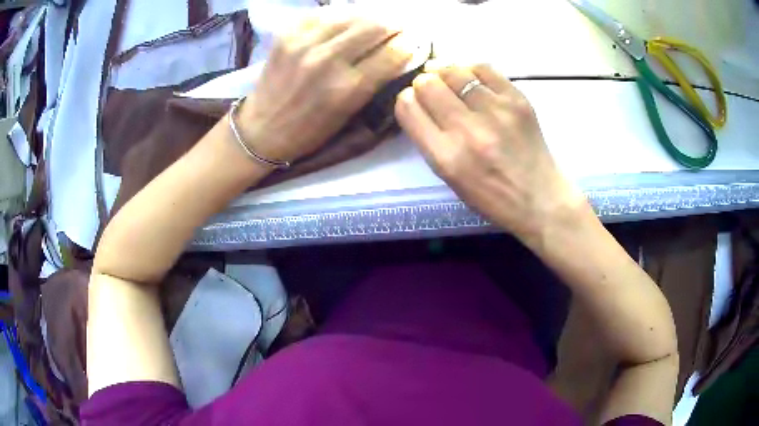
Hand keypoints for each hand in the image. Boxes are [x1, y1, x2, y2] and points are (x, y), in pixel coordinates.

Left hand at [237, 13, 412, 162]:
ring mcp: (304, 43)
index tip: (414, 40)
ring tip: (374, 22)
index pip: (393, 52)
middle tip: (398, 27)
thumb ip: (376, 81)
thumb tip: (399, 52)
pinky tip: (345, 21)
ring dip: (370, 16)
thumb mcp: (349, 113)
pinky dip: (340, 15)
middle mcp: (327, 60)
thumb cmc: (310, 130)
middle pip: (376, 26)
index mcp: (347, 88)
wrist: (262, 128)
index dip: (409, 43)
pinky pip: (323, 13)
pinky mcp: (287, 34)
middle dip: (394, 24)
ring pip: (351, 13)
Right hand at [395, 64, 587, 244]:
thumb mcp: (450, 178)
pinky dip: (471, 70)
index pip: (408, 108)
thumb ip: (430, 140)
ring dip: (446, 73)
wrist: (540, 199)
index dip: (406, 99)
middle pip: (428, 84)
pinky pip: (483, 68)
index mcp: (445, 157)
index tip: (414, 101)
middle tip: (432, 89)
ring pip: (454, 71)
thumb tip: (419, 101)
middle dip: (424, 83)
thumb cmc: (492, 196)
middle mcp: (467, 130)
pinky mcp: (517, 100)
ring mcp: (495, 112)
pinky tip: (471, 78)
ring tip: (449, 79)